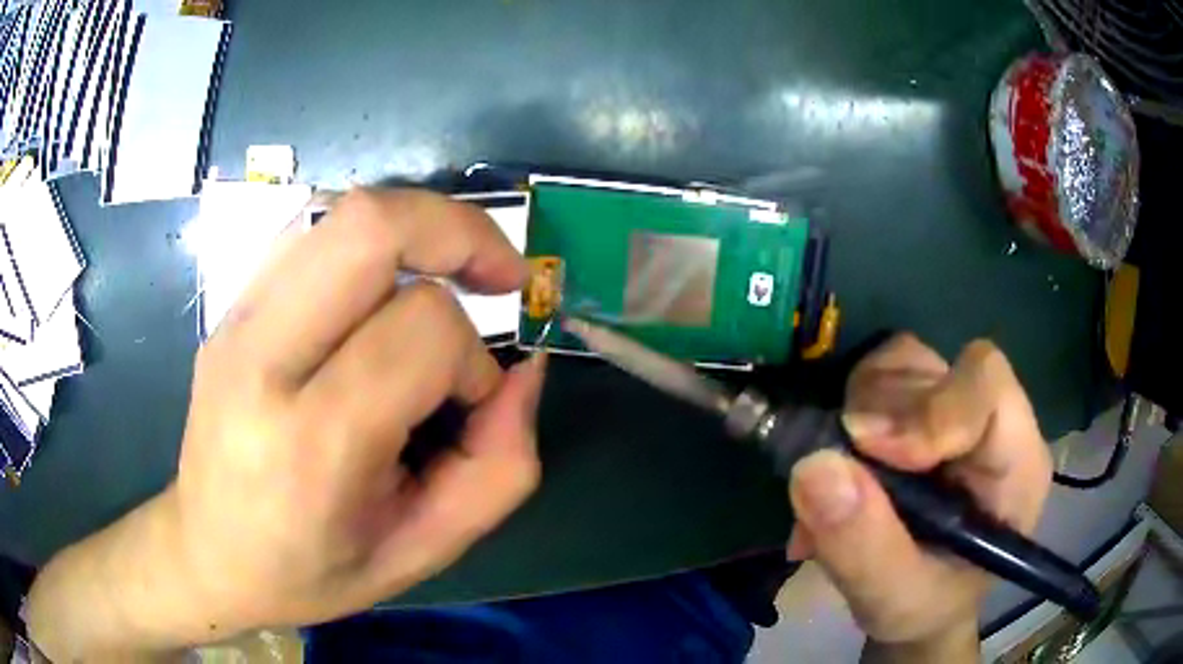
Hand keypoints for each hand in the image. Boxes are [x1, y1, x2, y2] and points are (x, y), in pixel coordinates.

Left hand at [28, 189, 545, 658]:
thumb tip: (524, 372)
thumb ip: (496, 469)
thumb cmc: (311, 570)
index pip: (421, 330)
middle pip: (370, 226)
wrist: (206, 549)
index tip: (471, 401)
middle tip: (497, 274)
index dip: (473, 357)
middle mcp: (262, 359)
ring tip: (446, 276)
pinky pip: (313, 232)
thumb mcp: (421, 551)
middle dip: (458, 232)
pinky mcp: (231, 305)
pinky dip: (370, 242)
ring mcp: (237, 320)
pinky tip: (380, 291)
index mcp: (311, 442)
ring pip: (342, 213)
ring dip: (416, 231)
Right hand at [786, 335, 1051, 659]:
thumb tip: (813, 467)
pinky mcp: (919, 409)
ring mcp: (953, 408)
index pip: (987, 388)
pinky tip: (836, 468)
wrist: (920, 608)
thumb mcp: (895, 600)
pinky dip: (844, 413)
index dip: (929, 407)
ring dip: (856, 411)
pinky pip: (877, 379)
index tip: (867, 449)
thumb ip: (864, 546)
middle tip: (837, 470)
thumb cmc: (925, 608)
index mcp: (1015, 464)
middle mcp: (990, 421)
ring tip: (837, 480)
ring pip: (901, 364)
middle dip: (879, 414)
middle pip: (935, 368)